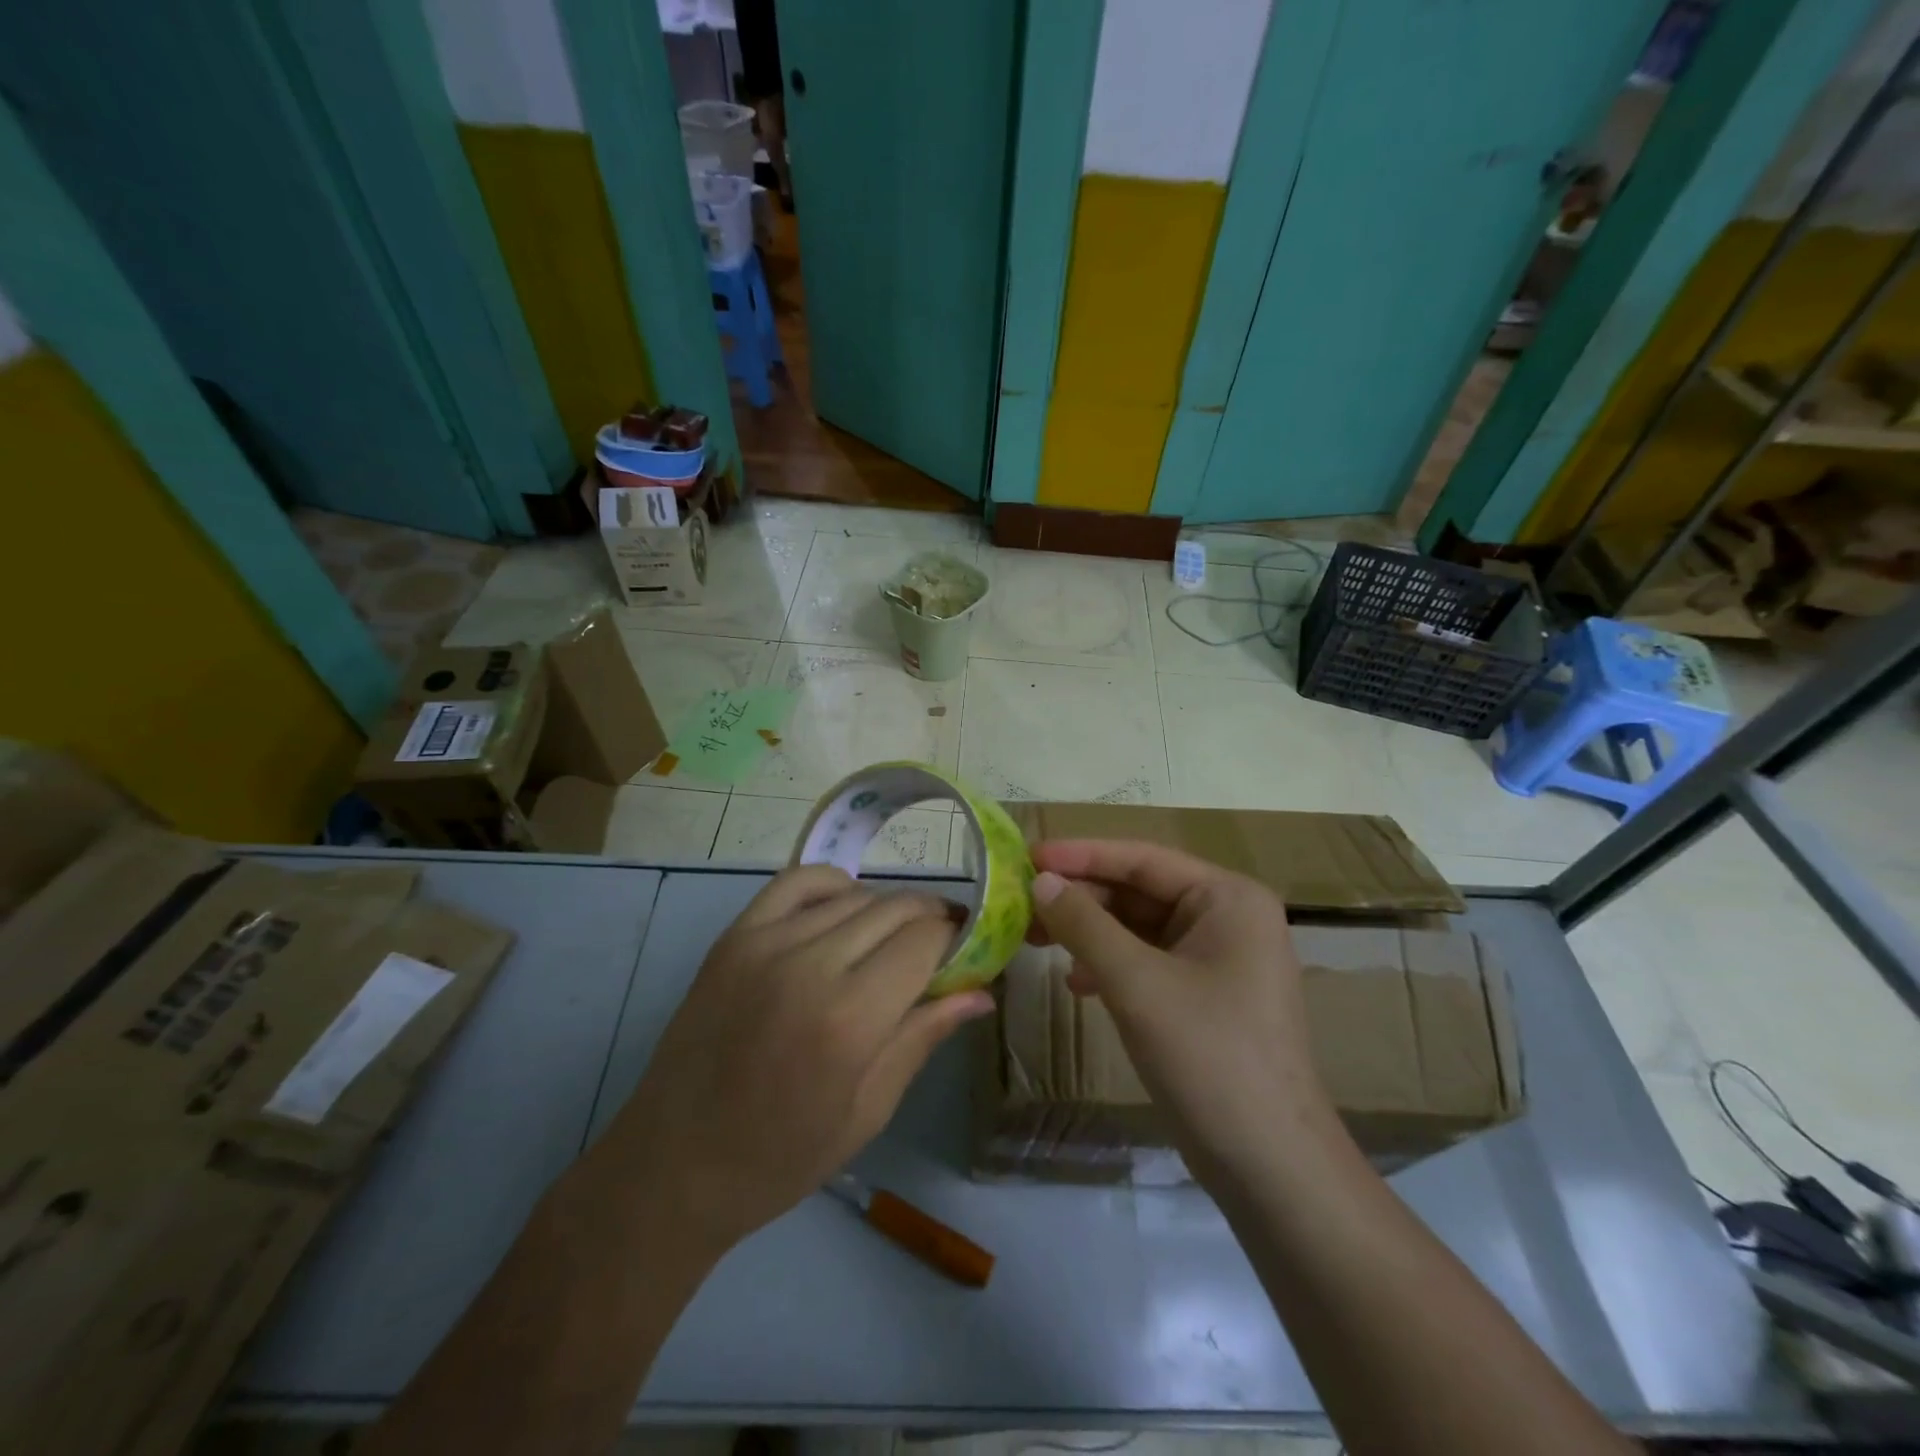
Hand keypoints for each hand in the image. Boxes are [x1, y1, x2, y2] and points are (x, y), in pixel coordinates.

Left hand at [605, 866, 991, 1251]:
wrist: (672, 1165)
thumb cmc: (780, 1157)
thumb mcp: (868, 1111)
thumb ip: (923, 1036)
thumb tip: (981, 992)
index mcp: (849, 1020)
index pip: (926, 941)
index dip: (957, 937)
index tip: (969, 949)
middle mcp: (809, 966)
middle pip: (894, 910)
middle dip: (930, 918)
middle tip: (943, 941)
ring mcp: (765, 943)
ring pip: (853, 896)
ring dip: (887, 908)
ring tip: (895, 936)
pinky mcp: (734, 936)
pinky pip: (797, 882)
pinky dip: (833, 884)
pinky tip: (845, 908)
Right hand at [1028, 840, 1333, 1183]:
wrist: (1269, 1165)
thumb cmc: (1208, 1056)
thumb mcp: (1137, 983)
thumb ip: (1085, 925)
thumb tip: (1041, 882)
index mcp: (1228, 898)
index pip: (1143, 859)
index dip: (1082, 855)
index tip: (1028, 855)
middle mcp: (1228, 917)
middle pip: (1140, 891)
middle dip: (1082, 898)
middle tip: (1021, 904)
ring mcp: (1218, 958)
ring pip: (1139, 927)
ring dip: (1089, 932)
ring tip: (1035, 940)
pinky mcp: (1205, 995)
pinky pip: (1148, 961)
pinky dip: (1110, 964)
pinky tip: (1077, 983)